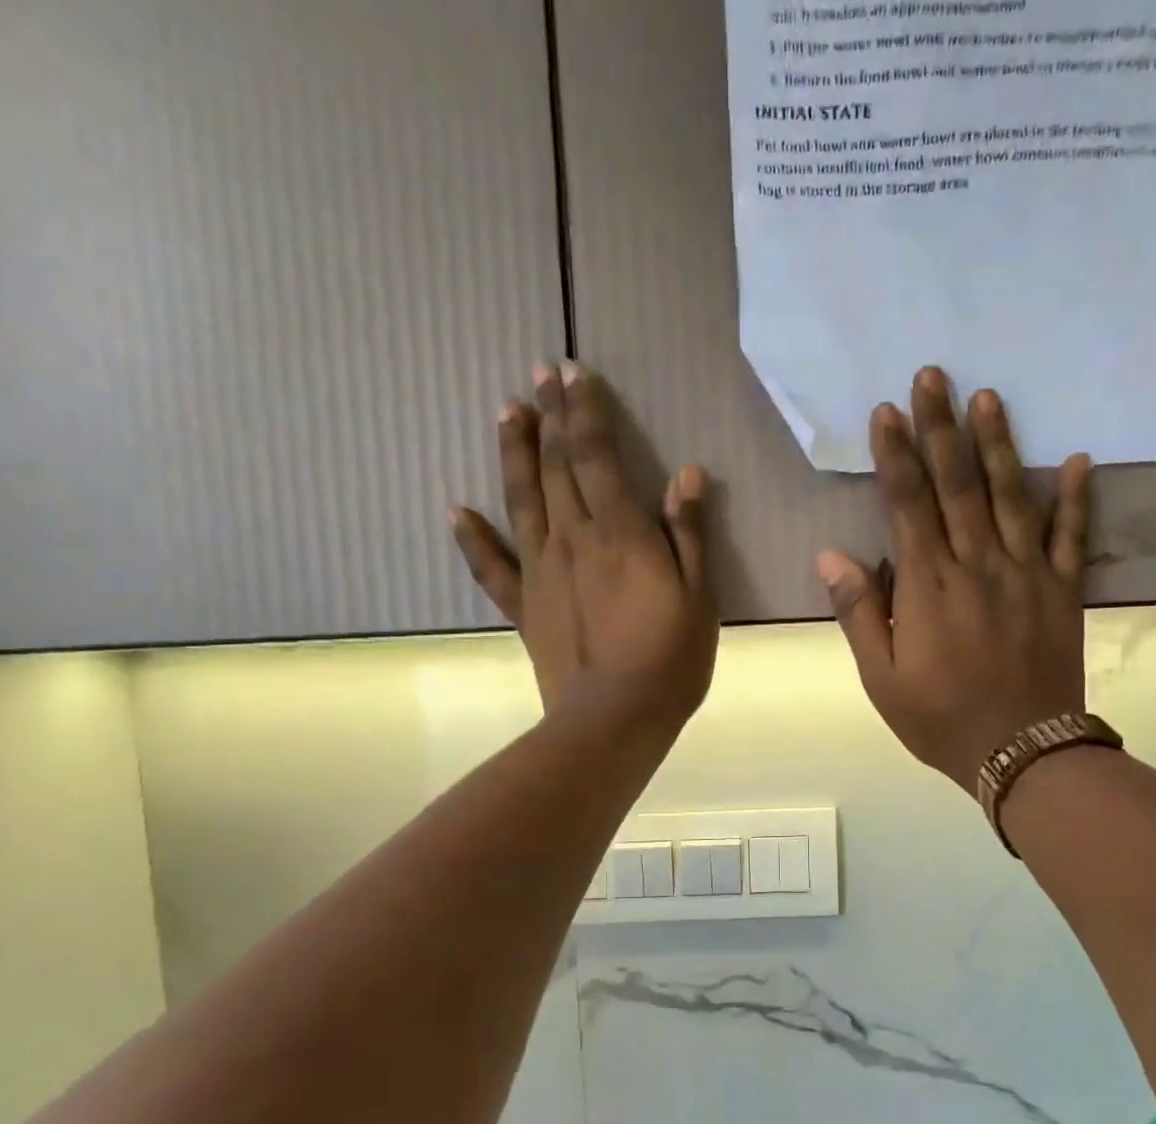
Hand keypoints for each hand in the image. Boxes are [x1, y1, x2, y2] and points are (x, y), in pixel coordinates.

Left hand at [453, 364, 718, 744]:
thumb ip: (688, 533)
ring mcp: (540, 571)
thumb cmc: (670, 659)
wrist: (615, 719)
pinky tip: (456, 511)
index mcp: (620, 533)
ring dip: (515, 453)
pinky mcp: (523, 606)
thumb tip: (685, 474)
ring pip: (522, 500)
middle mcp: (573, 539)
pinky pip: (492, 566)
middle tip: (542, 373)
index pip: (597, 456)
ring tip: (508, 412)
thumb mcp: (699, 596)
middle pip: (558, 466)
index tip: (574, 373)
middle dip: (552, 416)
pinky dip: (472, 538)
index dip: (586, 412)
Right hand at [818, 366, 1092, 790]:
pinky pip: (1071, 535)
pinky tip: (1076, 459)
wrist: (1020, 751)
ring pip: (1011, 495)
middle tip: (933, 375)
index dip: (896, 455)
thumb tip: (832, 555)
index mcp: (929, 586)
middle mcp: (978, 565)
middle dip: (940, 428)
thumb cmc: (940, 718)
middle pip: (957, 484)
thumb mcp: (882, 678)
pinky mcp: (1063, 590)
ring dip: (997, 443)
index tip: (886, 411)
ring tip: (987, 397)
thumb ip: (860, 612)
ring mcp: (1026, 573)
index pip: (908, 504)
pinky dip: (1075, 497)